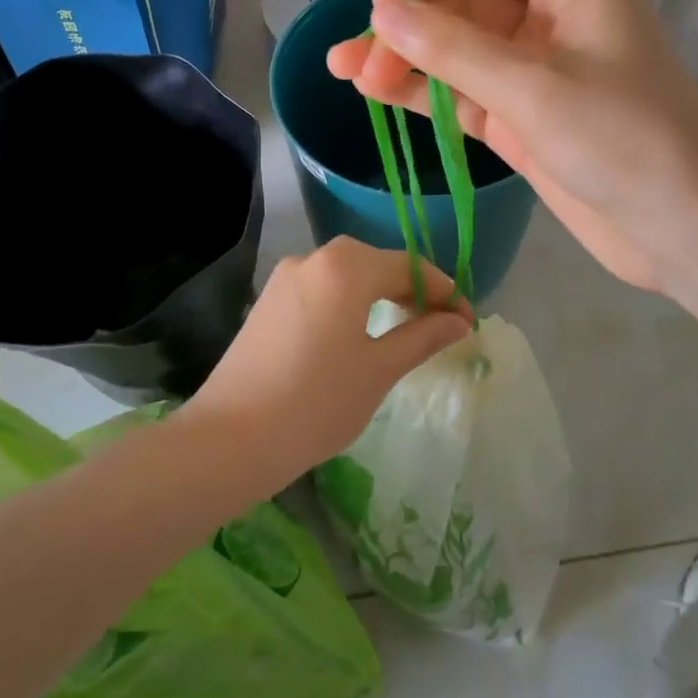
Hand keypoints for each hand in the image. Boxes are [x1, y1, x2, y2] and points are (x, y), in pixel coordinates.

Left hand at [182, 238, 470, 473]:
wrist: (230, 439)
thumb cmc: (316, 403)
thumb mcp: (379, 370)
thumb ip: (422, 337)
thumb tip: (459, 321)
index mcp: (346, 267)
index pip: (409, 267)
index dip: (444, 292)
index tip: (467, 322)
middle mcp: (314, 258)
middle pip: (377, 263)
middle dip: (412, 291)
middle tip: (439, 327)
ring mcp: (285, 277)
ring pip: (348, 275)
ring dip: (380, 295)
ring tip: (404, 331)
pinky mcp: (268, 301)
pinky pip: (322, 289)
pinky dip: (349, 303)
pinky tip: (358, 334)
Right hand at [325, 0, 697, 293]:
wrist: (684, 228)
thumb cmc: (624, 142)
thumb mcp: (532, 88)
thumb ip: (452, 47)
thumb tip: (381, 8)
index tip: (380, 9)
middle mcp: (550, 17)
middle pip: (462, 0)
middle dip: (408, 25)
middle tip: (355, 61)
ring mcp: (534, 70)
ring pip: (457, 49)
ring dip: (405, 58)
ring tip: (346, 71)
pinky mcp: (523, 116)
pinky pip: (464, 91)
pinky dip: (425, 92)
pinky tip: (379, 93)